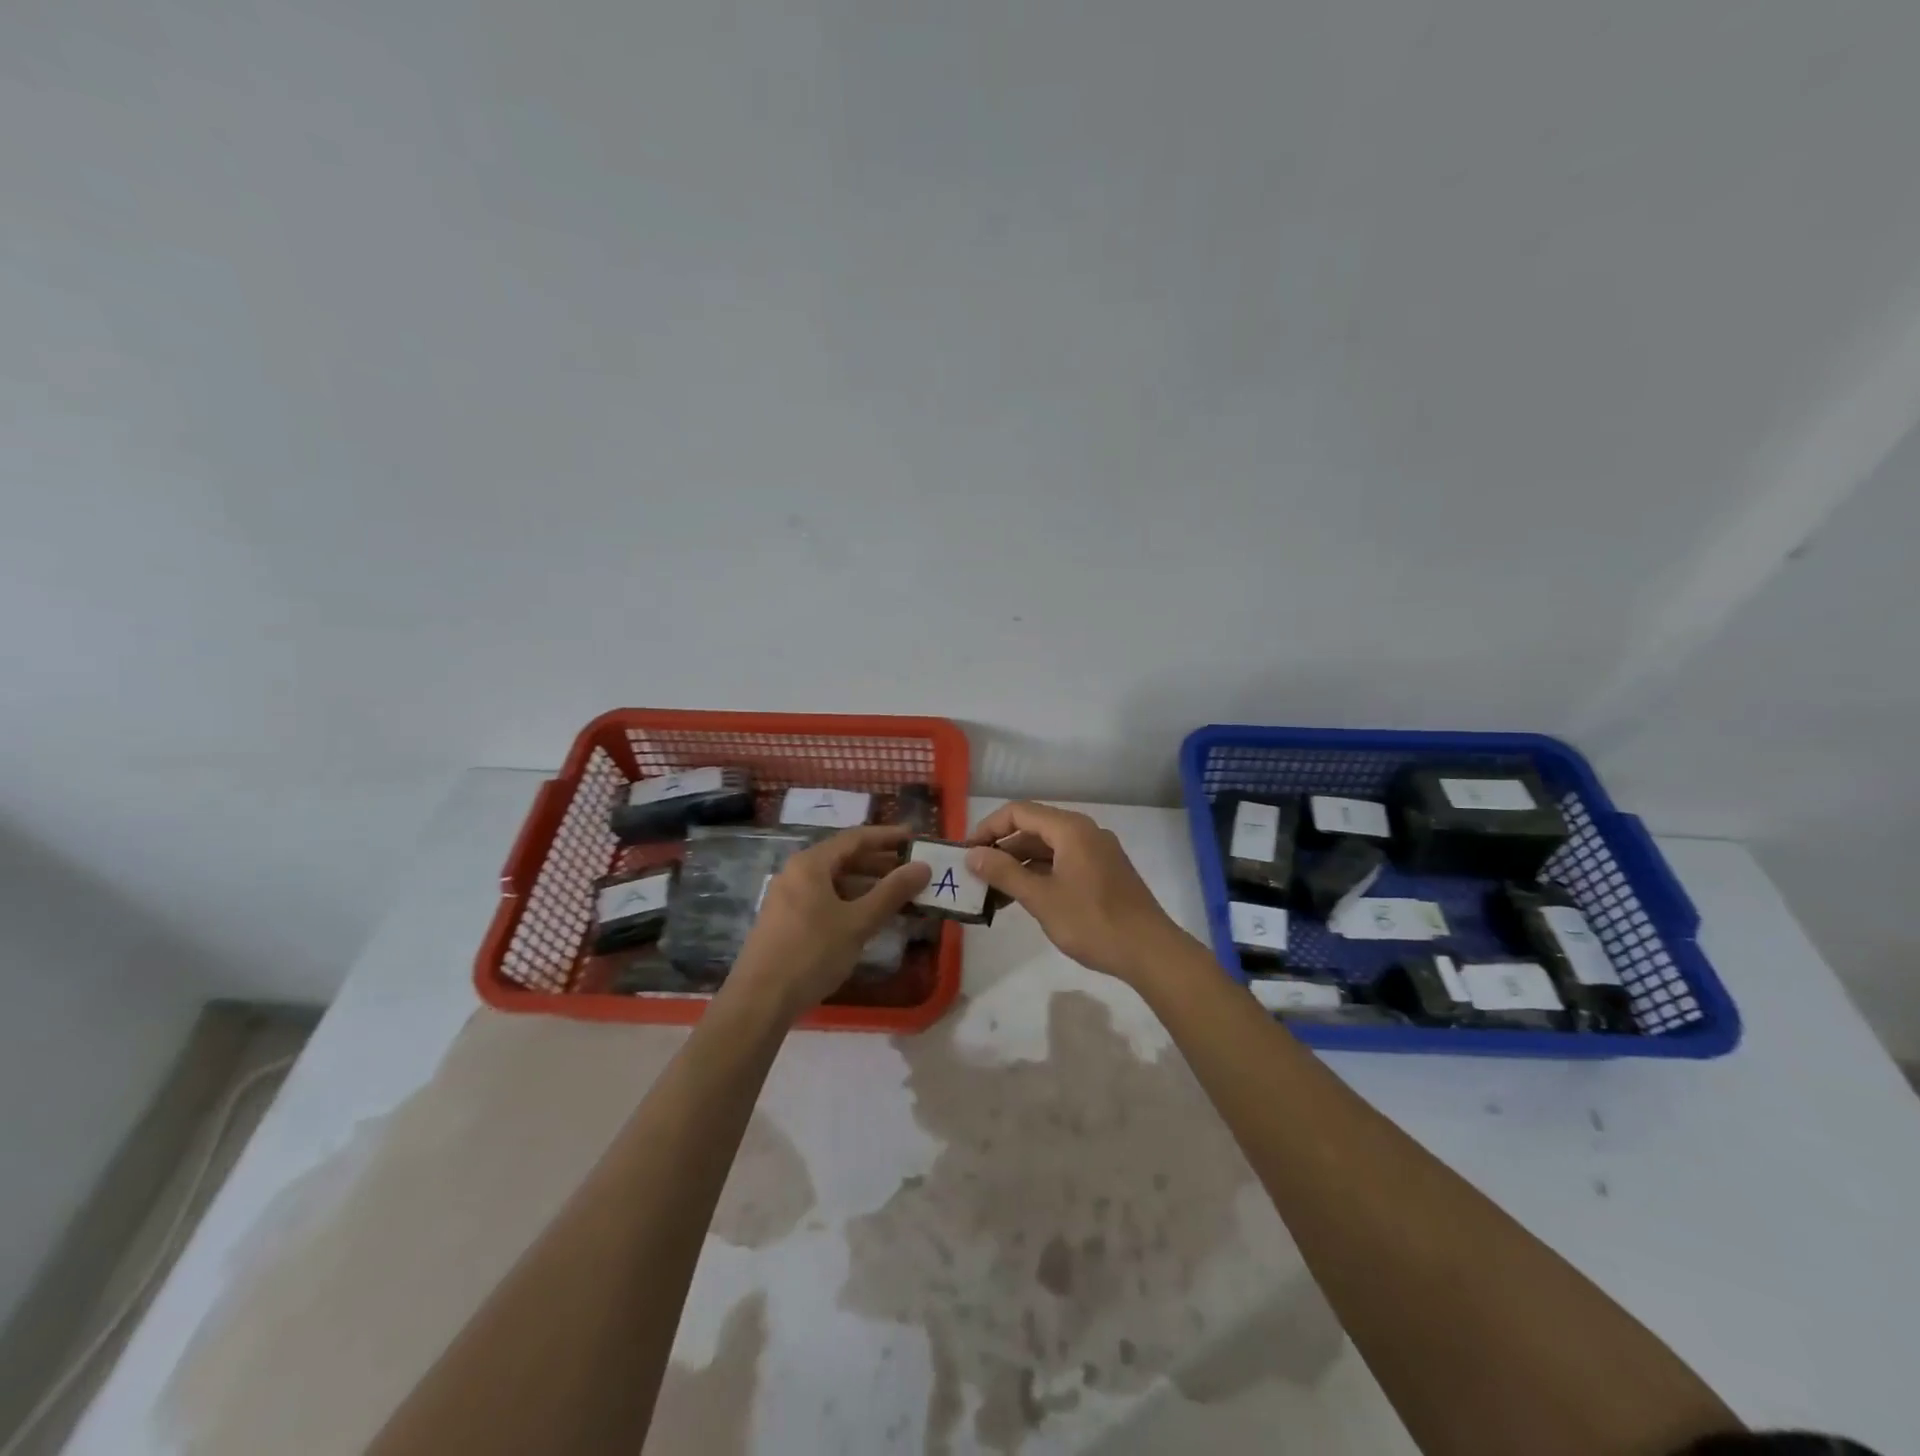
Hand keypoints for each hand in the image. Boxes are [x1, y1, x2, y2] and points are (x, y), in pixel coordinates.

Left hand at [727, 825, 930, 1020]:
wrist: (759, 1001)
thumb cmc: (811, 953)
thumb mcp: (857, 922)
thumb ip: (892, 892)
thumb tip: (922, 867)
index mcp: (810, 864)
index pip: (855, 838)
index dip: (887, 837)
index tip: (915, 839)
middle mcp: (796, 873)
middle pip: (844, 858)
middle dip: (879, 863)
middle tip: (911, 871)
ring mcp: (787, 897)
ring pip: (834, 881)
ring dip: (866, 885)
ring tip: (897, 896)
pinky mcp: (785, 921)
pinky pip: (824, 899)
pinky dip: (849, 902)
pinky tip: (867, 919)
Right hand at [965, 801, 1192, 985]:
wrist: (1150, 951)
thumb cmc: (1092, 921)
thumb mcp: (1041, 898)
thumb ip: (1005, 873)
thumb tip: (972, 855)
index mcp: (1070, 829)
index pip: (1019, 811)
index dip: (988, 828)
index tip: (967, 852)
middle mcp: (1085, 832)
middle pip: (1034, 828)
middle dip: (1002, 849)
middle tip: (976, 874)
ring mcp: (1097, 852)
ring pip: (1048, 848)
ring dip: (1019, 865)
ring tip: (993, 892)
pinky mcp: (1103, 872)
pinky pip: (1063, 862)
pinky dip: (1040, 874)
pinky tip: (1023, 898)